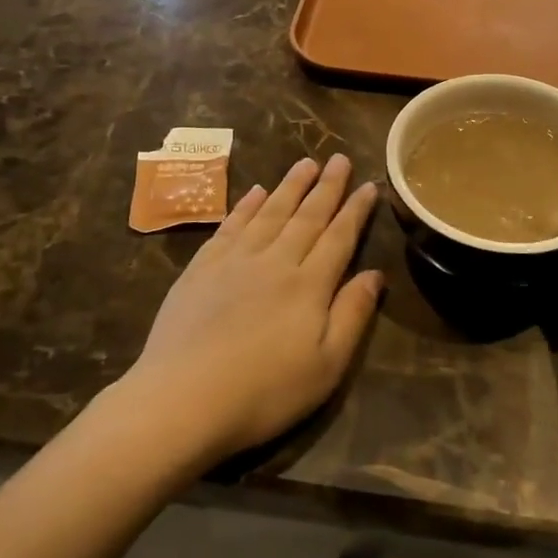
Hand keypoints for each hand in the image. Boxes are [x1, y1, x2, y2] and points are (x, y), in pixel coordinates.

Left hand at [125, 154, 382, 463]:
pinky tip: (255, 192)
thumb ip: (352, 316)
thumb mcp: (326, 367)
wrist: (182, 399)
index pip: (339, 237)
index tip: (369, 185)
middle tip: (339, 159)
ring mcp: (235, 261)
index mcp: (309, 285)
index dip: (356, 210)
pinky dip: (246, 206)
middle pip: (306, 216)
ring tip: (305, 163)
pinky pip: (231, 226)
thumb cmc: (264, 393)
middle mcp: (275, 261)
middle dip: (327, 186)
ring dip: (290, 186)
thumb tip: (375, 274)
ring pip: (270, 212)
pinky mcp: (202, 268)